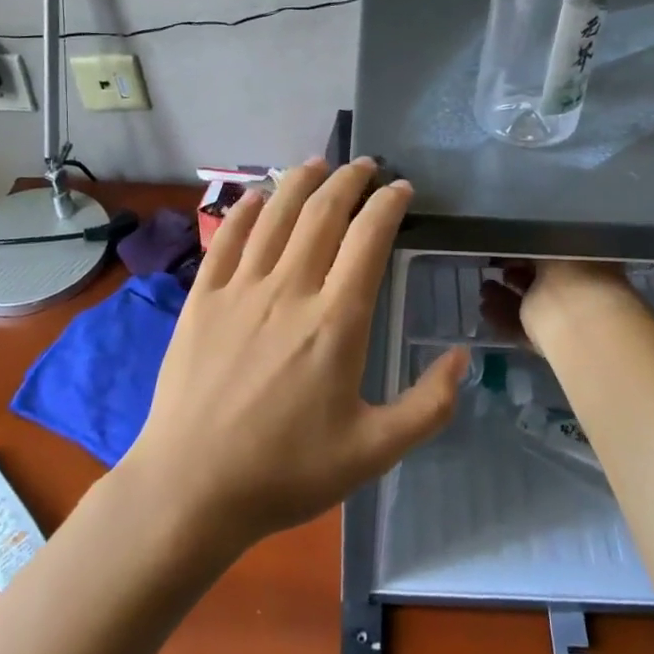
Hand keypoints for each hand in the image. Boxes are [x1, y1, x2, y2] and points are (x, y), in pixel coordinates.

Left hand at [123, 157, 466, 549]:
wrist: (191, 490)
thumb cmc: (286, 472)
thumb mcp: (373, 452)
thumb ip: (427, 406)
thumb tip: (462, 358)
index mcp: (336, 321)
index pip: (368, 239)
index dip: (388, 204)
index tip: (401, 188)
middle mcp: (290, 290)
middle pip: (322, 214)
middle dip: (349, 181)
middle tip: (365, 165)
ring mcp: (240, 290)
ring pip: (275, 215)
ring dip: (300, 182)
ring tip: (319, 163)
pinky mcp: (202, 299)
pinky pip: (226, 239)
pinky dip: (245, 211)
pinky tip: (257, 196)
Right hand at [479, 259, 640, 361]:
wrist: (581, 323)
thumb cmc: (570, 272)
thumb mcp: (547, 244)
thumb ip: (532, 243)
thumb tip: (517, 241)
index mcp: (590, 261)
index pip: (556, 253)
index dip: (530, 250)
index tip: (506, 247)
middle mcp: (583, 290)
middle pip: (542, 282)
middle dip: (515, 276)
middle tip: (491, 269)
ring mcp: (570, 320)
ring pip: (531, 307)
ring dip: (505, 299)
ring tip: (482, 290)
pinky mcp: (554, 345)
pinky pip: (524, 329)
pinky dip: (504, 320)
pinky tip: (485, 310)